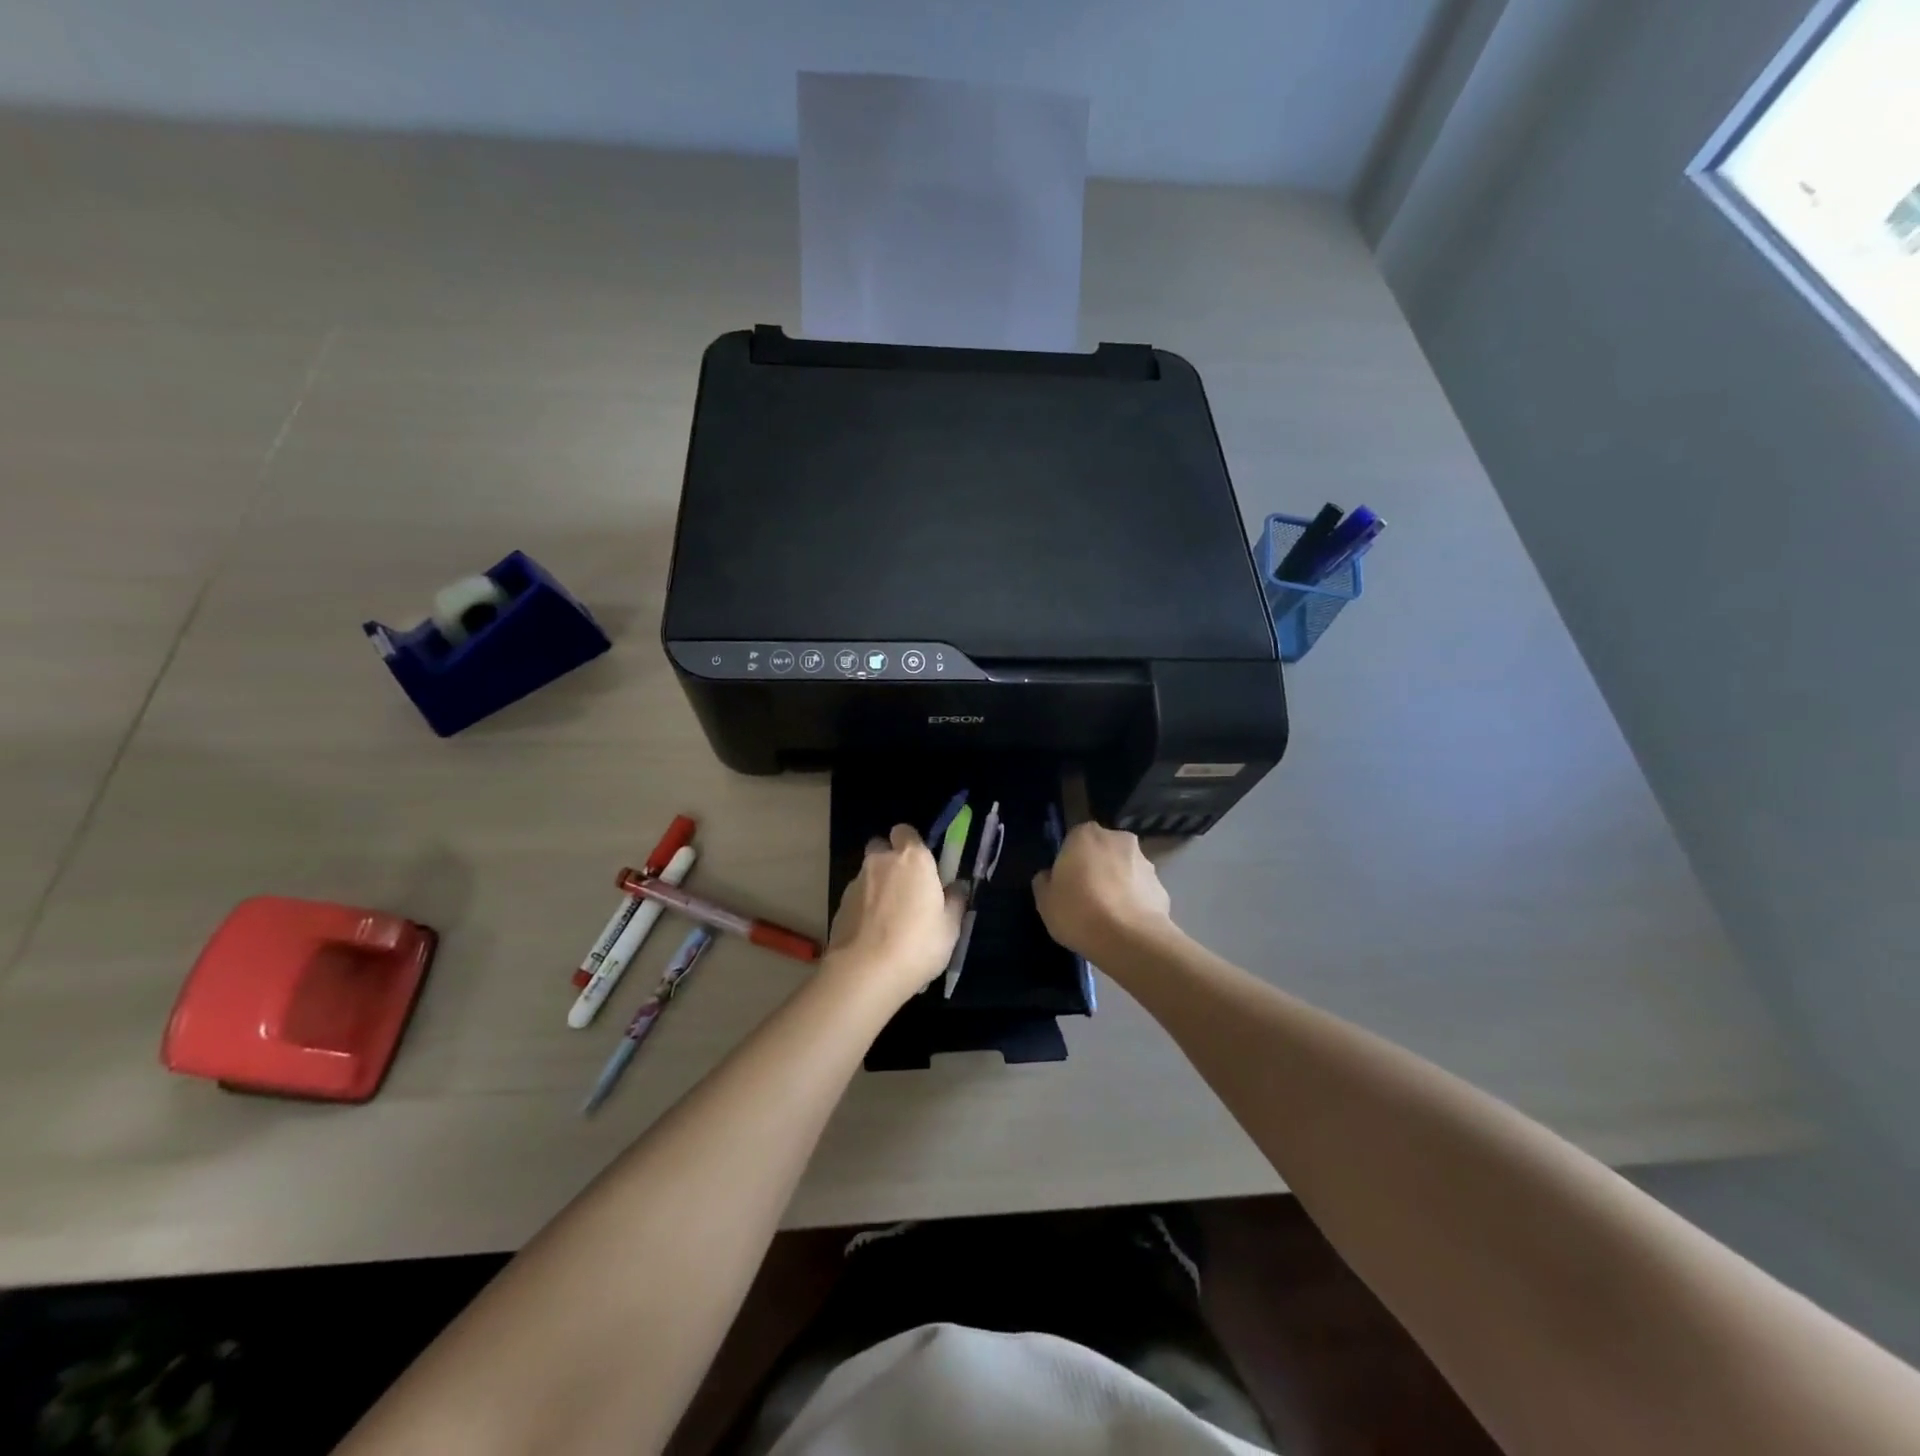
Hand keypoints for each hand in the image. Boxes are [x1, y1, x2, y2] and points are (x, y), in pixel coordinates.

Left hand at [828, 825, 964, 1003]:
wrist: (865, 972)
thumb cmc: (917, 944)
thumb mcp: (950, 928)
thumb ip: (955, 902)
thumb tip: (957, 888)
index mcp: (913, 859)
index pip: (906, 831)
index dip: (912, 844)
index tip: (922, 865)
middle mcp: (881, 861)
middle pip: (881, 847)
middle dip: (889, 860)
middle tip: (905, 887)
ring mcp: (856, 882)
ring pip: (868, 873)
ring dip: (877, 885)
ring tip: (888, 918)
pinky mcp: (839, 905)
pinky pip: (857, 897)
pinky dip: (864, 907)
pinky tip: (873, 933)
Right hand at [1032, 821, 1173, 959]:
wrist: (1129, 940)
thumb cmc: (1078, 912)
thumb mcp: (1044, 901)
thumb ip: (1044, 881)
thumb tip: (1050, 876)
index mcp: (1085, 834)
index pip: (1074, 839)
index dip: (1069, 861)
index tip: (1066, 883)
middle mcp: (1118, 839)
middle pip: (1102, 851)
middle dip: (1097, 867)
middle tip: (1086, 897)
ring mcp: (1145, 862)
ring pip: (1125, 869)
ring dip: (1118, 884)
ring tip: (1108, 916)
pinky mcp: (1162, 887)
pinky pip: (1141, 891)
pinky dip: (1135, 902)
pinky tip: (1126, 925)